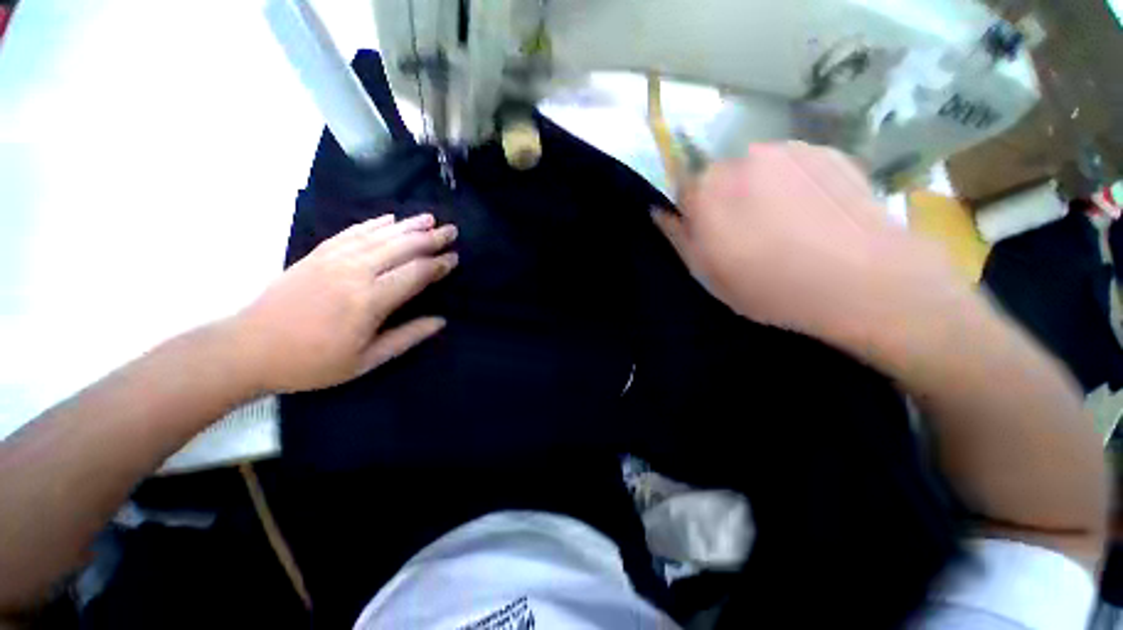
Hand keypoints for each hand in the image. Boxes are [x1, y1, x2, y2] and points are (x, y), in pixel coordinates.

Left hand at [228, 214, 457, 392]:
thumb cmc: (312, 362)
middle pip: (402, 247)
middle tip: (452, 230)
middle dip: (431, 237)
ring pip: (380, 235)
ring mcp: (334, 259)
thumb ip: (407, 337)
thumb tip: (441, 321)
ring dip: (408, 225)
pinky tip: (389, 218)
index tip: (455, 258)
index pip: (416, 273)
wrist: (248, 349)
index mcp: (370, 300)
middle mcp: (355, 272)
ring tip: (429, 218)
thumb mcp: (366, 360)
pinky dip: (373, 223)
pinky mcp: (317, 254)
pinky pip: (352, 232)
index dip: (438, 264)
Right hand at [654, 142, 961, 346]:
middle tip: (752, 234)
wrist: (864, 282)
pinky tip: (815, 214)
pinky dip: (795, 183)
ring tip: (788, 225)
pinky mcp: (827, 150)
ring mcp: (787, 150)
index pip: (684, 190)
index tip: (713, 237)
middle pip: (721, 176)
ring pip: (758, 168)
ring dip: (762, 190)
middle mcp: (740, 159)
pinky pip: (794, 165)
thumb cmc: (770, 287)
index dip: (696, 214)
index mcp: (706, 192)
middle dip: (728, 199)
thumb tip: (658, 211)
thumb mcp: (708, 273)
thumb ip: (678, 237)